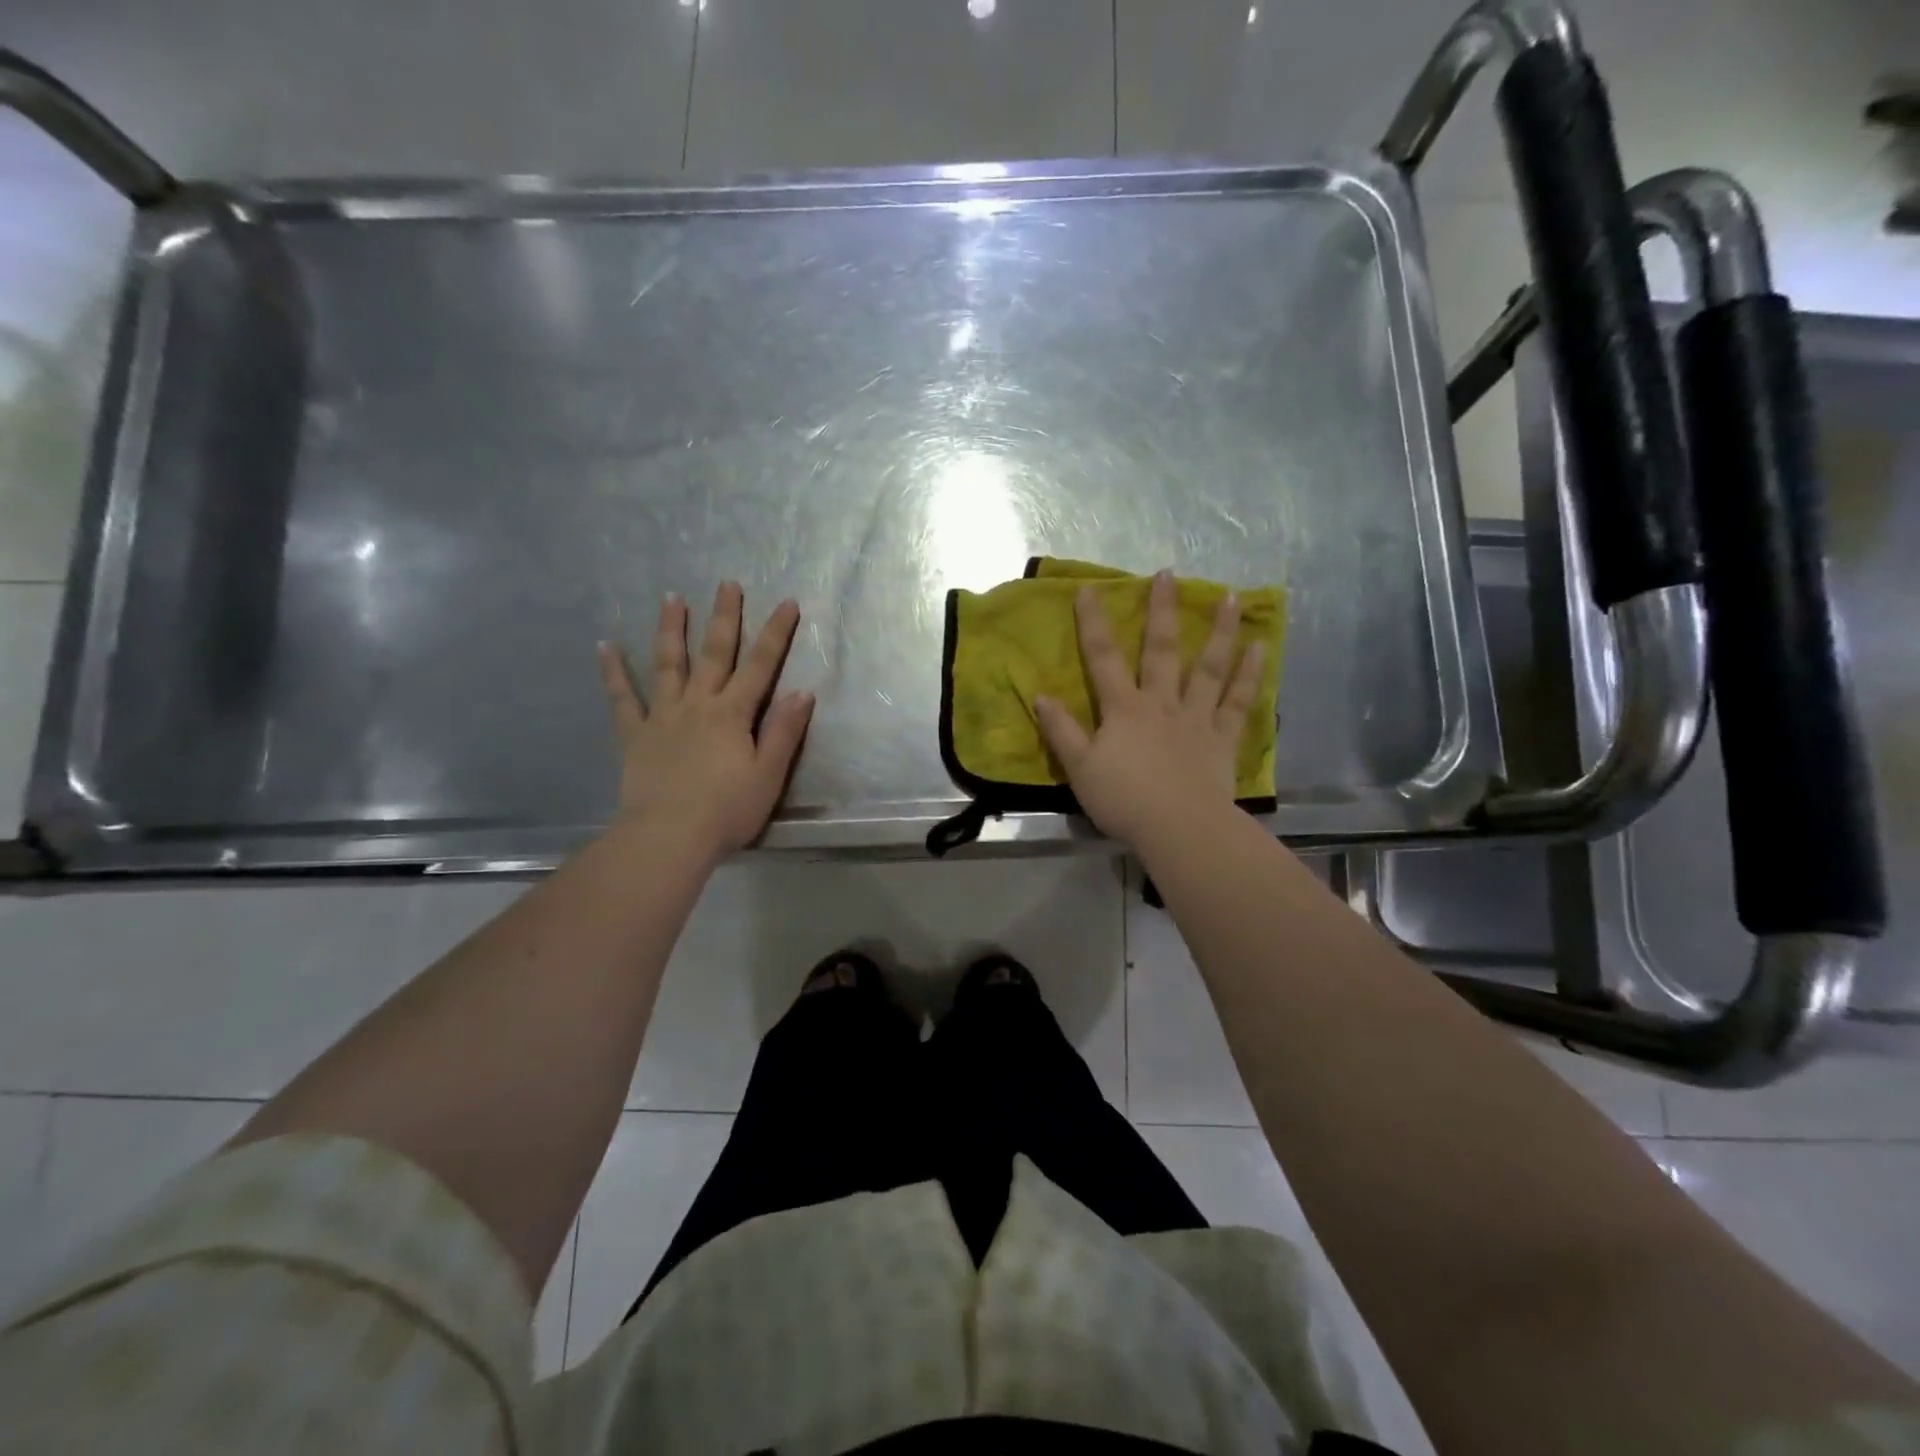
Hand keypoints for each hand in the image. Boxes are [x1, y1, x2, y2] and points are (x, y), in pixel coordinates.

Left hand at [598, 582, 813, 860]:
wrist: (669, 837)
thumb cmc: (727, 811)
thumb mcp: (769, 775)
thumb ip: (784, 732)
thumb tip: (802, 692)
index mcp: (733, 714)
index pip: (761, 665)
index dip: (776, 633)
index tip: (787, 602)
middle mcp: (698, 705)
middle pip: (714, 654)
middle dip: (724, 617)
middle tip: (727, 583)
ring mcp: (663, 717)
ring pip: (668, 664)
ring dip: (672, 629)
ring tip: (671, 597)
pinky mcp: (635, 736)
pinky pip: (623, 699)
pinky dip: (614, 672)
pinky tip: (605, 647)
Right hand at [1034, 569, 1262, 850]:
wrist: (1178, 828)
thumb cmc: (1124, 800)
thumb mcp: (1080, 769)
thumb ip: (1062, 731)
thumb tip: (1041, 696)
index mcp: (1123, 709)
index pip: (1103, 658)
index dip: (1093, 624)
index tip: (1089, 590)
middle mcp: (1161, 702)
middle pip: (1160, 650)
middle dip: (1162, 610)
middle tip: (1169, 574)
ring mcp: (1196, 717)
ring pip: (1208, 667)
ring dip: (1219, 631)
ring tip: (1231, 597)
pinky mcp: (1222, 737)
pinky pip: (1238, 701)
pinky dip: (1249, 675)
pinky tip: (1259, 649)